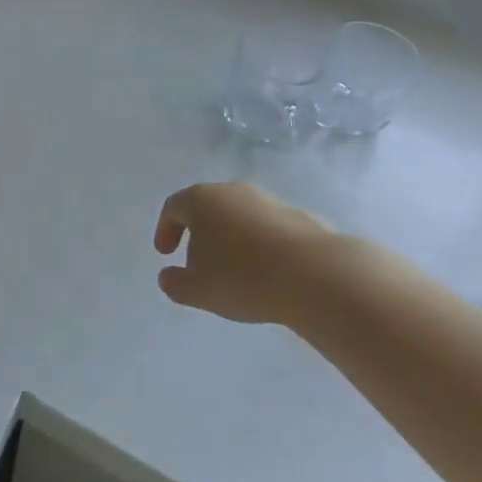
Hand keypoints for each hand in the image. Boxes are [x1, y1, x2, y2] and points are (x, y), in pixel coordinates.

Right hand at [153, 181, 333, 324]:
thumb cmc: (245, 278)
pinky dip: (259, 245)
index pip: (173, 208)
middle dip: (198, 235)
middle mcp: (232, 191)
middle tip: (198, 265)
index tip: (165, 254)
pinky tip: (267, 273)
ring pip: (238, 216)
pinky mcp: (297, 215)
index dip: (165, 230)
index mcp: (201, 200)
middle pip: (206, 208)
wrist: (316, 274)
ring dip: (231, 239)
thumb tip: (168, 276)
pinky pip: (267, 228)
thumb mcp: (199, 290)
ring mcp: (267, 200)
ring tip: (235, 273)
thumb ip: (175, 283)